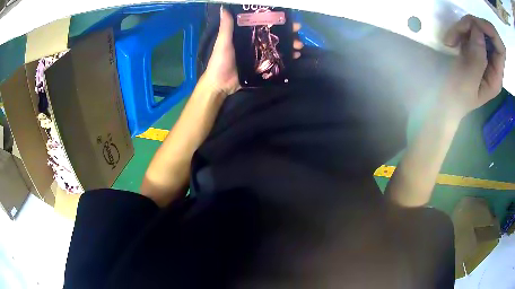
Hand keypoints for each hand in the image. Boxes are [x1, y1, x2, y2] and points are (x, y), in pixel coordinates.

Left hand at [202, 6, 303, 95]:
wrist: (220, 84)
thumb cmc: (220, 61)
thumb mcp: (223, 42)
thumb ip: (226, 27)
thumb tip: (224, 8)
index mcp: (245, 35)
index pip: (263, 24)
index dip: (276, 20)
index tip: (288, 18)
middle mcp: (254, 43)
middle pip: (274, 35)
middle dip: (288, 33)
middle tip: (298, 32)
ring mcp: (259, 55)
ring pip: (278, 47)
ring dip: (290, 45)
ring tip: (299, 46)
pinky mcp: (262, 67)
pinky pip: (276, 60)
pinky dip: (287, 58)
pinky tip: (296, 56)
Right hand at [440, 15, 505, 119]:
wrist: (444, 101)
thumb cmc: (456, 96)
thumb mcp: (468, 80)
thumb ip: (477, 57)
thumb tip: (478, 30)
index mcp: (496, 77)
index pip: (498, 50)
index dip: (488, 34)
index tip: (473, 27)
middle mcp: (492, 66)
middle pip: (489, 38)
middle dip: (475, 29)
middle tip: (458, 30)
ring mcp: (483, 58)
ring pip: (479, 33)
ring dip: (466, 29)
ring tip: (451, 37)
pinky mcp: (473, 52)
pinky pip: (471, 34)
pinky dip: (462, 31)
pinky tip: (453, 38)